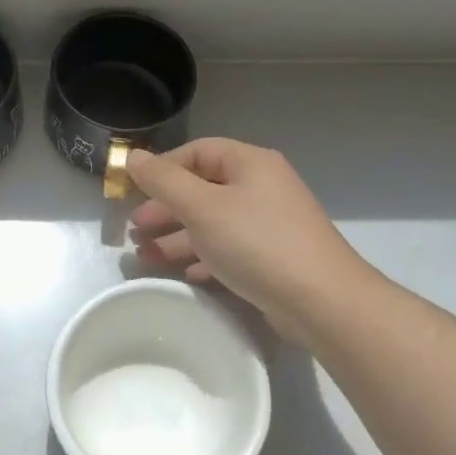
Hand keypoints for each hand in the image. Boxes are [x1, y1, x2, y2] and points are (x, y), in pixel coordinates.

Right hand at [127, 138, 378, 336]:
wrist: (323, 302)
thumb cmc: (257, 243)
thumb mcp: (201, 207)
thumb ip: (163, 181)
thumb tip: (132, 156)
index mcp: (250, 163)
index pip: (197, 152)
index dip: (162, 168)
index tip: (133, 191)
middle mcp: (262, 186)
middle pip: (203, 188)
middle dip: (165, 208)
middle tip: (135, 229)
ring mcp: (270, 223)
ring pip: (213, 222)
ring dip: (177, 236)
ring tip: (145, 256)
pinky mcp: (274, 258)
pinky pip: (230, 249)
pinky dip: (204, 257)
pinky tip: (185, 274)